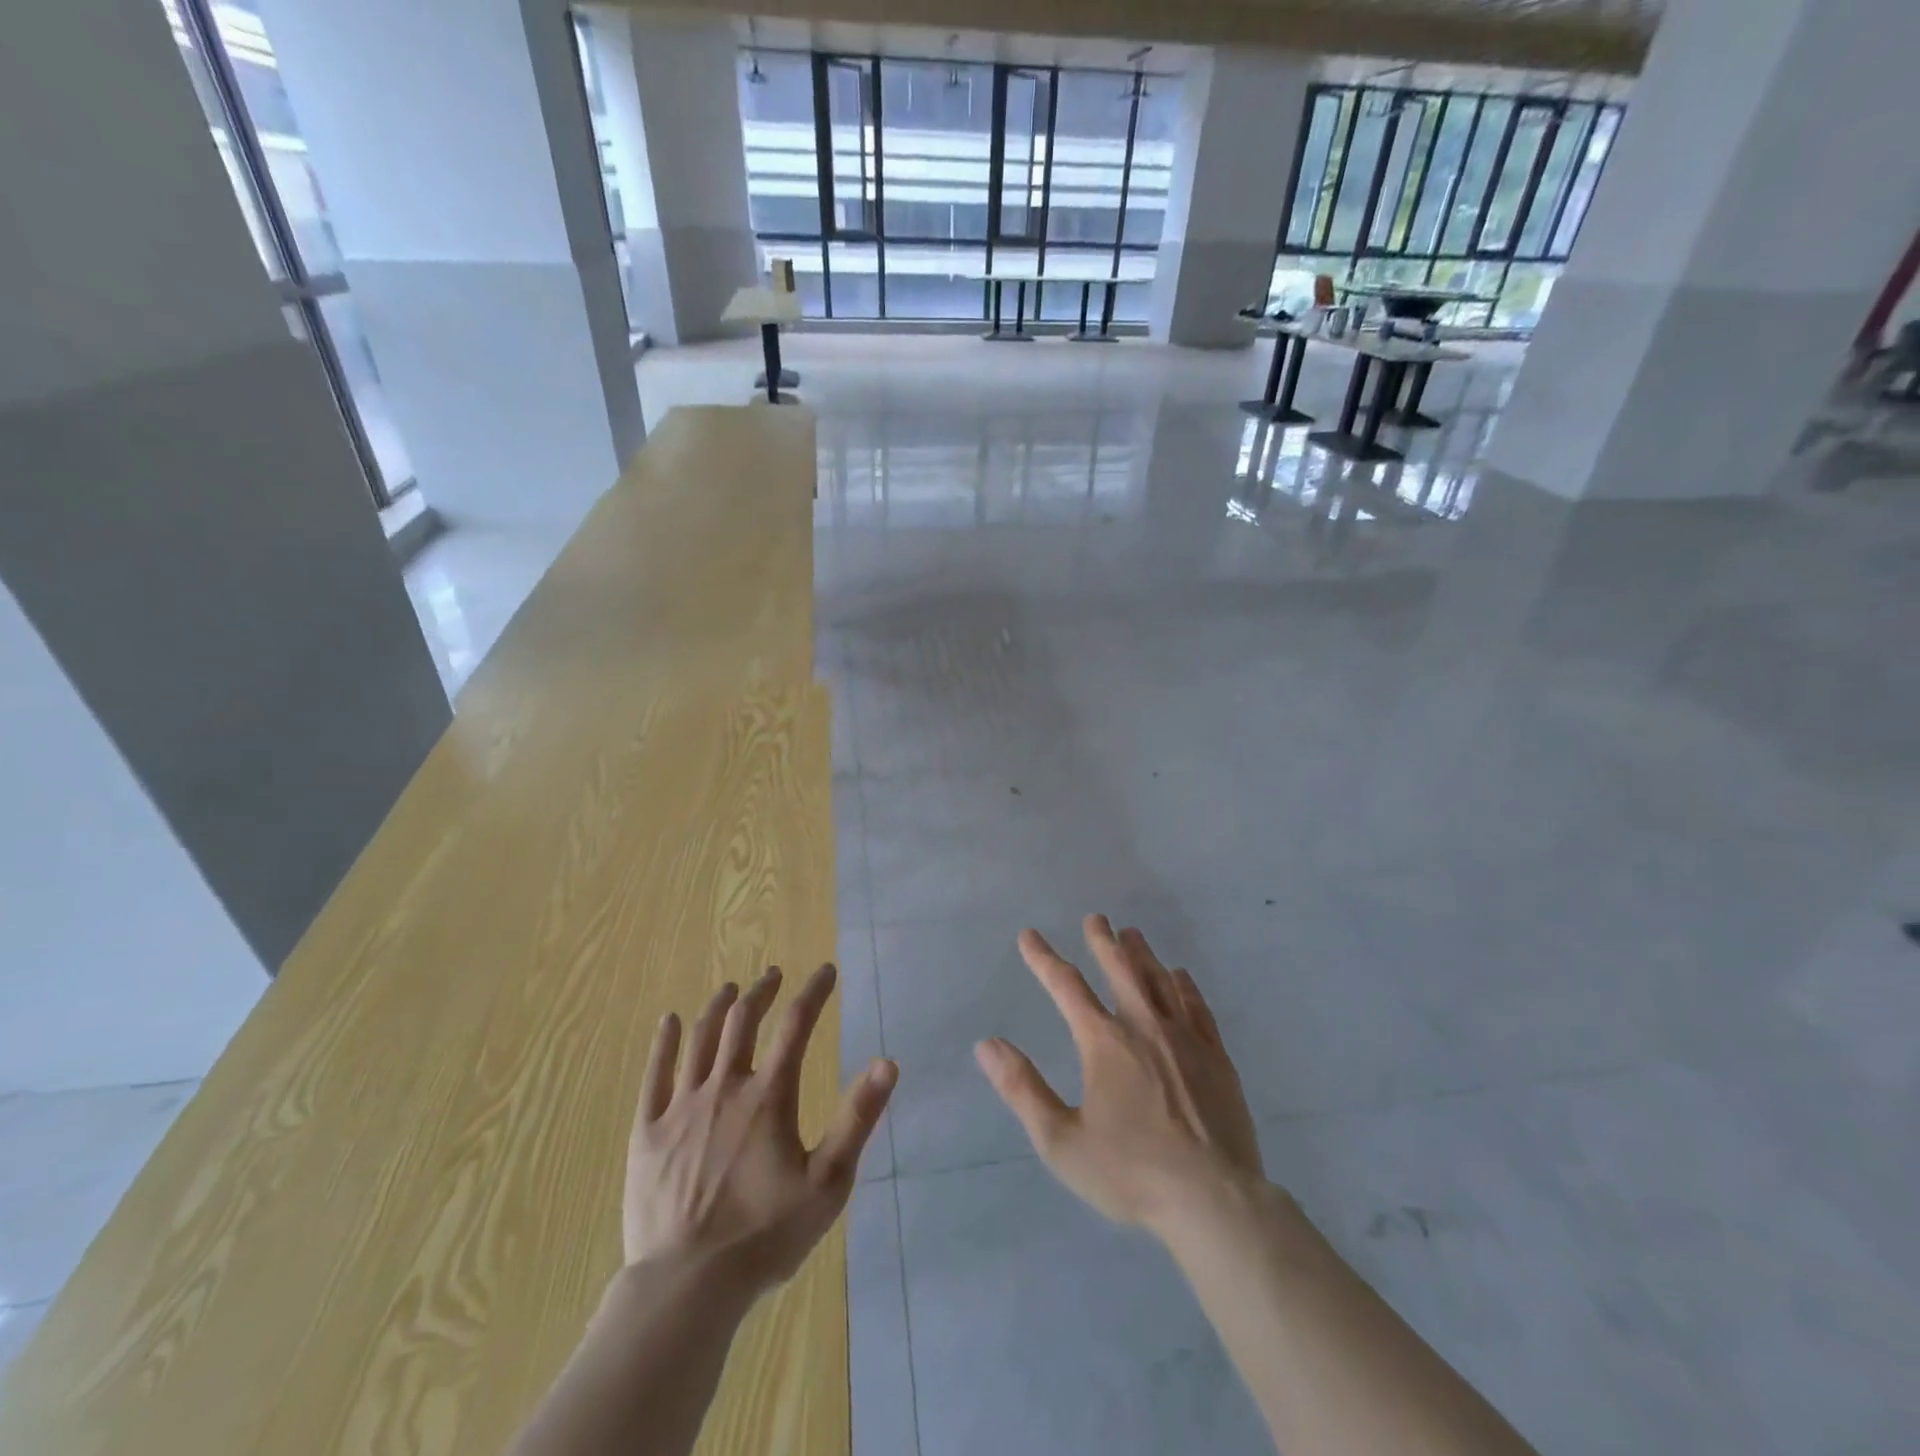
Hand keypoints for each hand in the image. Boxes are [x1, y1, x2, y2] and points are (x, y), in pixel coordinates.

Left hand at [625, 964, 896, 1295]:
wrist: (687, 1286)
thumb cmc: (764, 1235)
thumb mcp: (828, 1182)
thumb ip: (857, 1119)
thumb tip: (887, 1062)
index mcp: (768, 1096)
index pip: (796, 1025)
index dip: (814, 992)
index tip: (826, 970)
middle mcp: (724, 1087)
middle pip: (744, 1021)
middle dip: (762, 991)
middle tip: (774, 975)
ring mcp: (681, 1107)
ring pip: (701, 1039)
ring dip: (719, 1007)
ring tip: (730, 989)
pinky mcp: (647, 1132)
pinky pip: (655, 1074)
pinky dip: (665, 1042)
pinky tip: (670, 1021)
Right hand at [975, 915, 1262, 1238]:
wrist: (1214, 1201)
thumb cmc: (1131, 1172)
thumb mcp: (1061, 1140)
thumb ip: (1022, 1089)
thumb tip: (987, 1044)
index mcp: (1104, 1042)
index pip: (1066, 986)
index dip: (1043, 959)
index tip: (1029, 936)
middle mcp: (1144, 1026)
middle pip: (1120, 969)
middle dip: (1103, 941)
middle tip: (1096, 918)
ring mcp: (1185, 1039)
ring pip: (1160, 980)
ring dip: (1142, 954)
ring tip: (1132, 934)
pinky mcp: (1217, 1057)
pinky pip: (1197, 1007)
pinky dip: (1184, 985)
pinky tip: (1180, 976)